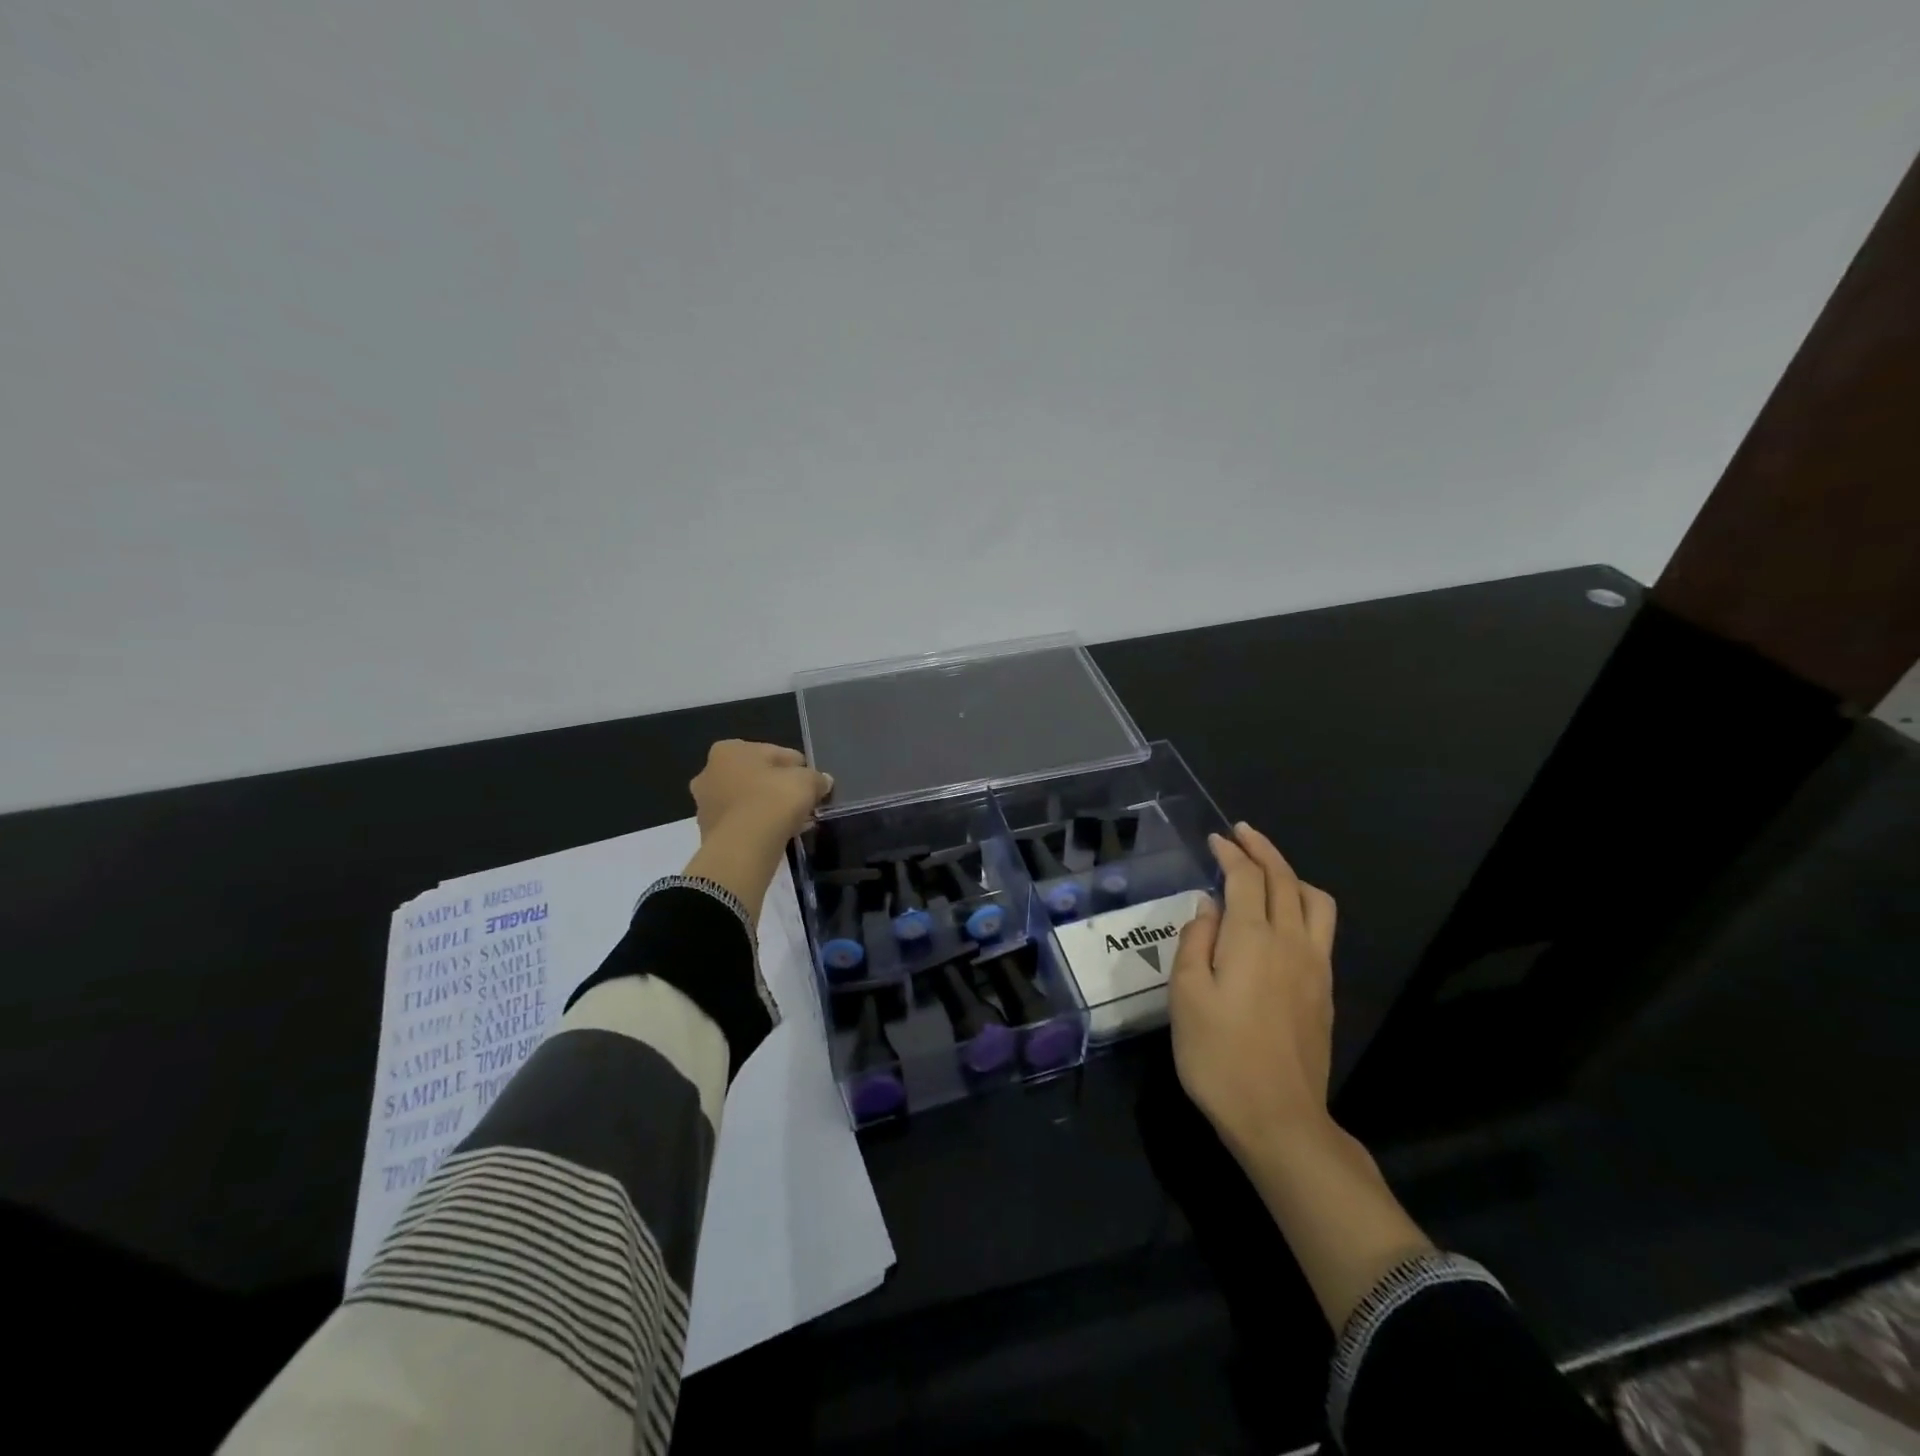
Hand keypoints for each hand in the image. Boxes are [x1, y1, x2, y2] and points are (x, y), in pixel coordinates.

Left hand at [691, 740, 832, 846]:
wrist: (743, 846)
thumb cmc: (773, 800)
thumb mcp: (806, 782)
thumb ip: (816, 778)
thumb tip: (823, 781)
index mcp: (729, 750)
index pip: (774, 752)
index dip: (797, 767)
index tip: (812, 782)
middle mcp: (709, 772)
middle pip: (756, 776)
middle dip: (778, 787)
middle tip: (802, 802)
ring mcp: (705, 803)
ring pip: (747, 800)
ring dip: (768, 807)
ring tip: (793, 821)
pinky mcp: (708, 831)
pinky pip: (742, 822)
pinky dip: (758, 825)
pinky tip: (778, 834)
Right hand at [1169, 822, 1338, 1164]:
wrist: (1278, 1117)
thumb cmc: (1219, 1055)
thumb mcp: (1186, 995)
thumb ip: (1196, 940)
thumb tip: (1209, 905)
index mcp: (1252, 937)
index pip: (1246, 877)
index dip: (1231, 853)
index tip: (1216, 839)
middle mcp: (1291, 941)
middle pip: (1284, 879)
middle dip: (1262, 850)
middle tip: (1242, 834)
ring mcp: (1315, 965)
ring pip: (1314, 900)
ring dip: (1291, 874)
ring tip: (1268, 871)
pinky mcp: (1324, 989)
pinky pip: (1322, 928)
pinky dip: (1303, 903)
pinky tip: (1284, 917)